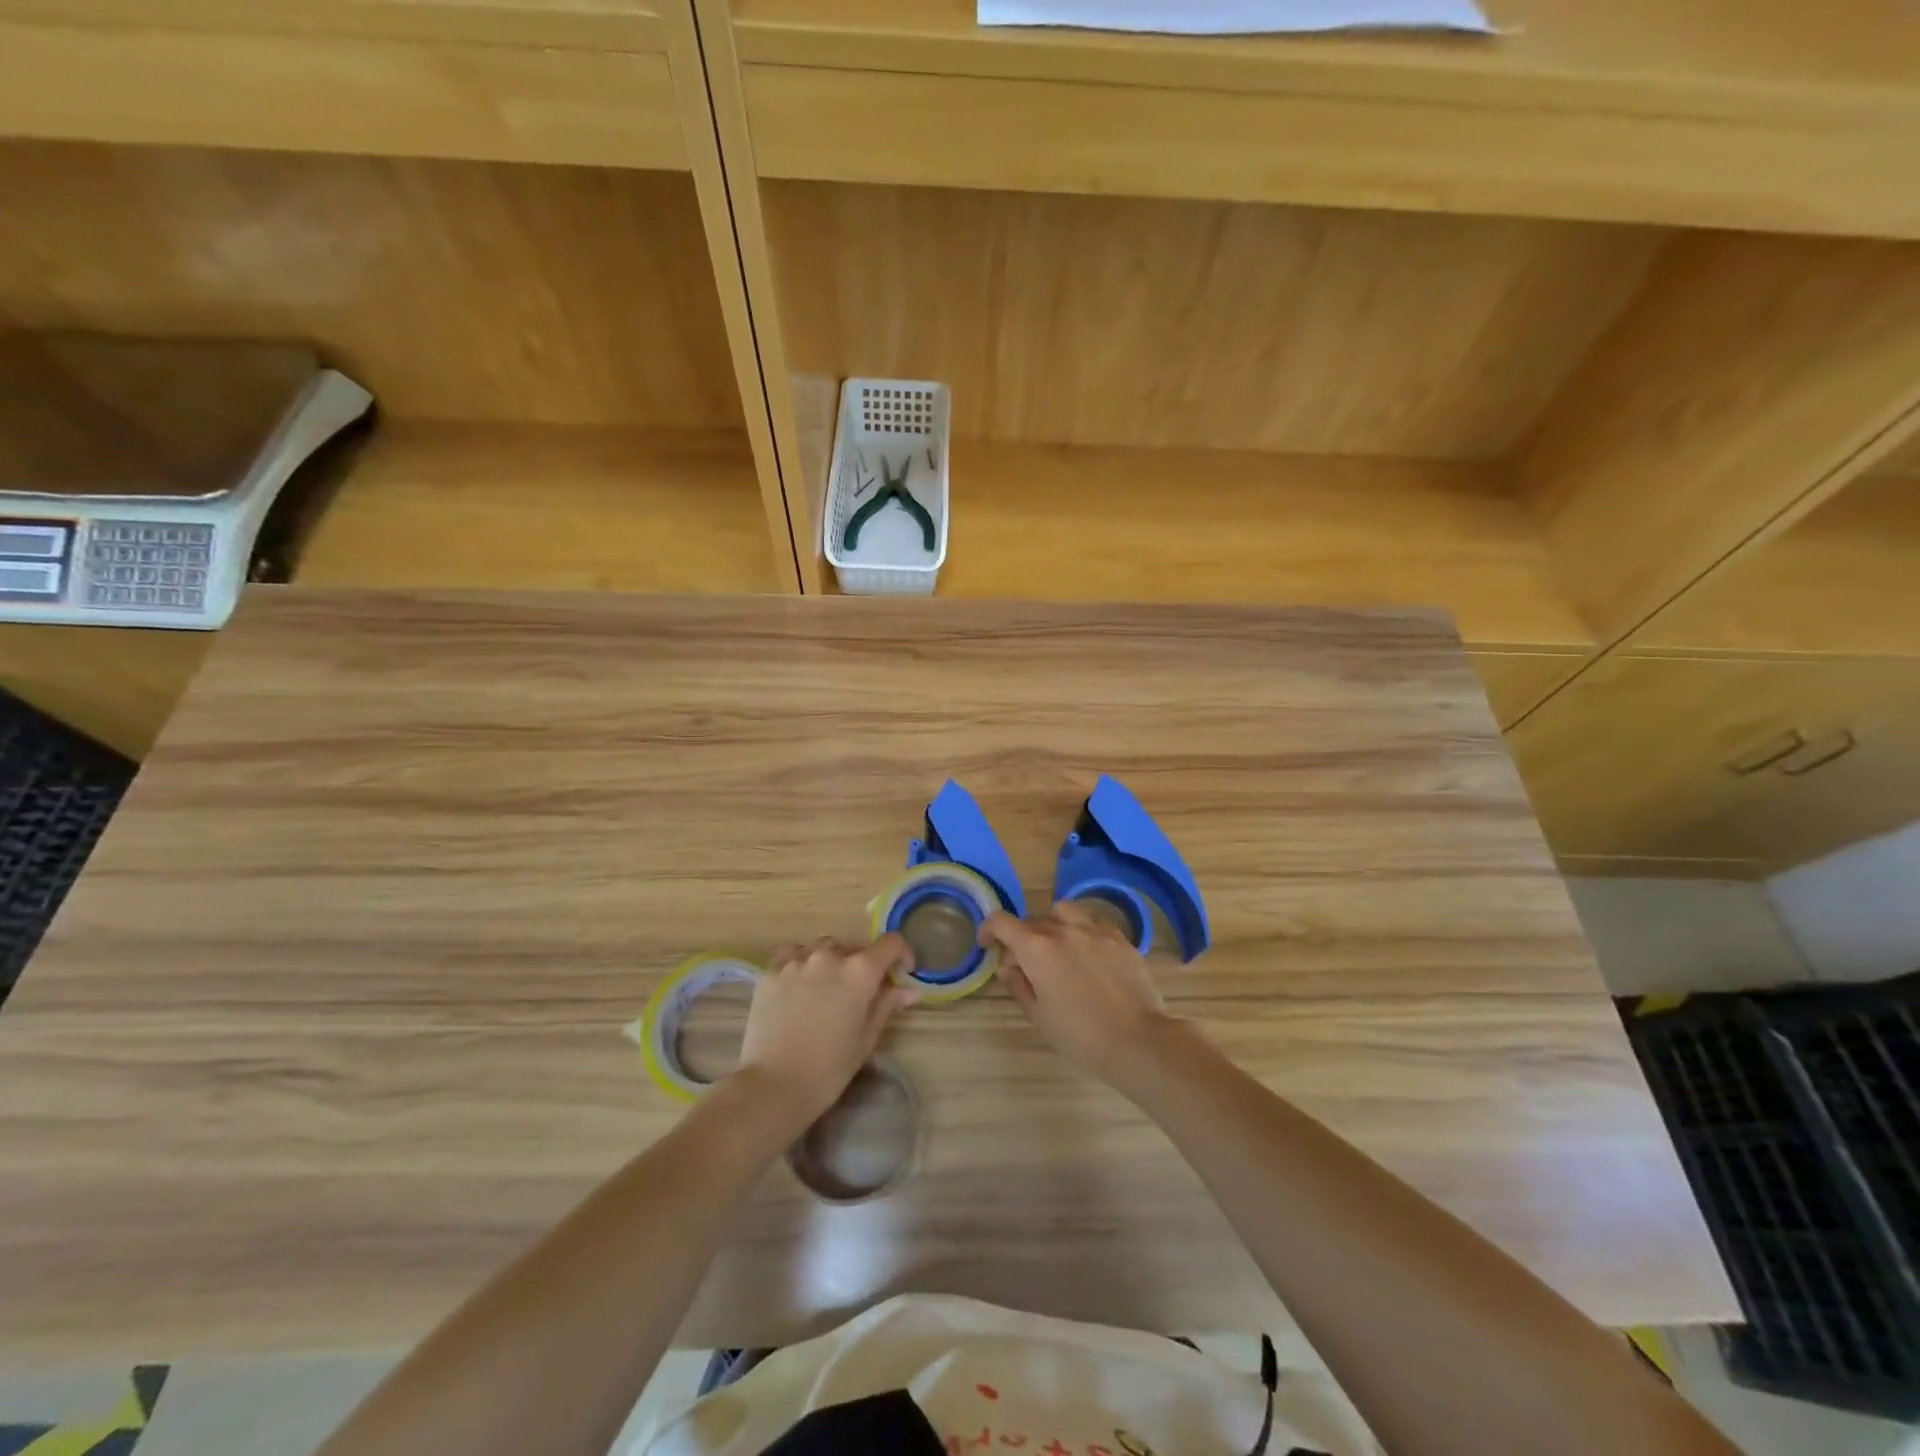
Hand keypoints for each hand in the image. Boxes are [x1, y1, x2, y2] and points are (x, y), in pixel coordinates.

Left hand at [737, 935, 918, 1124]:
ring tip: (827, 988)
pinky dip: (802, 963)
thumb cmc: (829, 1068)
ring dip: (832, 961)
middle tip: (859, 991)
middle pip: (854, 947)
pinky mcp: (771, 971)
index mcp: (860, 971)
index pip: (890, 943)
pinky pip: (793, 955)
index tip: (901, 971)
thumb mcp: (866, 1039)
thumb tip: (909, 990)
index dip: (901, 954)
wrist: (773, 1085)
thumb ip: (886, 1005)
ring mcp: (797, 960)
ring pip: (822, 948)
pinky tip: (800, 986)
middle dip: (863, 964)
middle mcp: (829, 956)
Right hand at [979, 902, 1184, 1087]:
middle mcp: (1063, 929)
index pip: (1002, 922)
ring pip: (1064, 912)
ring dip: (1053, 925)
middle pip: (1032, 920)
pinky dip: (1082, 930)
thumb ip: (1018, 985)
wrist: (1138, 1040)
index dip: (989, 929)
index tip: (987, 945)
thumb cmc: (1080, 1035)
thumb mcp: (1038, 1016)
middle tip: (1025, 965)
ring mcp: (1094, 929)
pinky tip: (1088, 953)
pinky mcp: (1119, 937)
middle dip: (1022, 938)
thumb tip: (1009, 967)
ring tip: (1058, 948)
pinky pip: (1092, 922)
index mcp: (1037, 948)